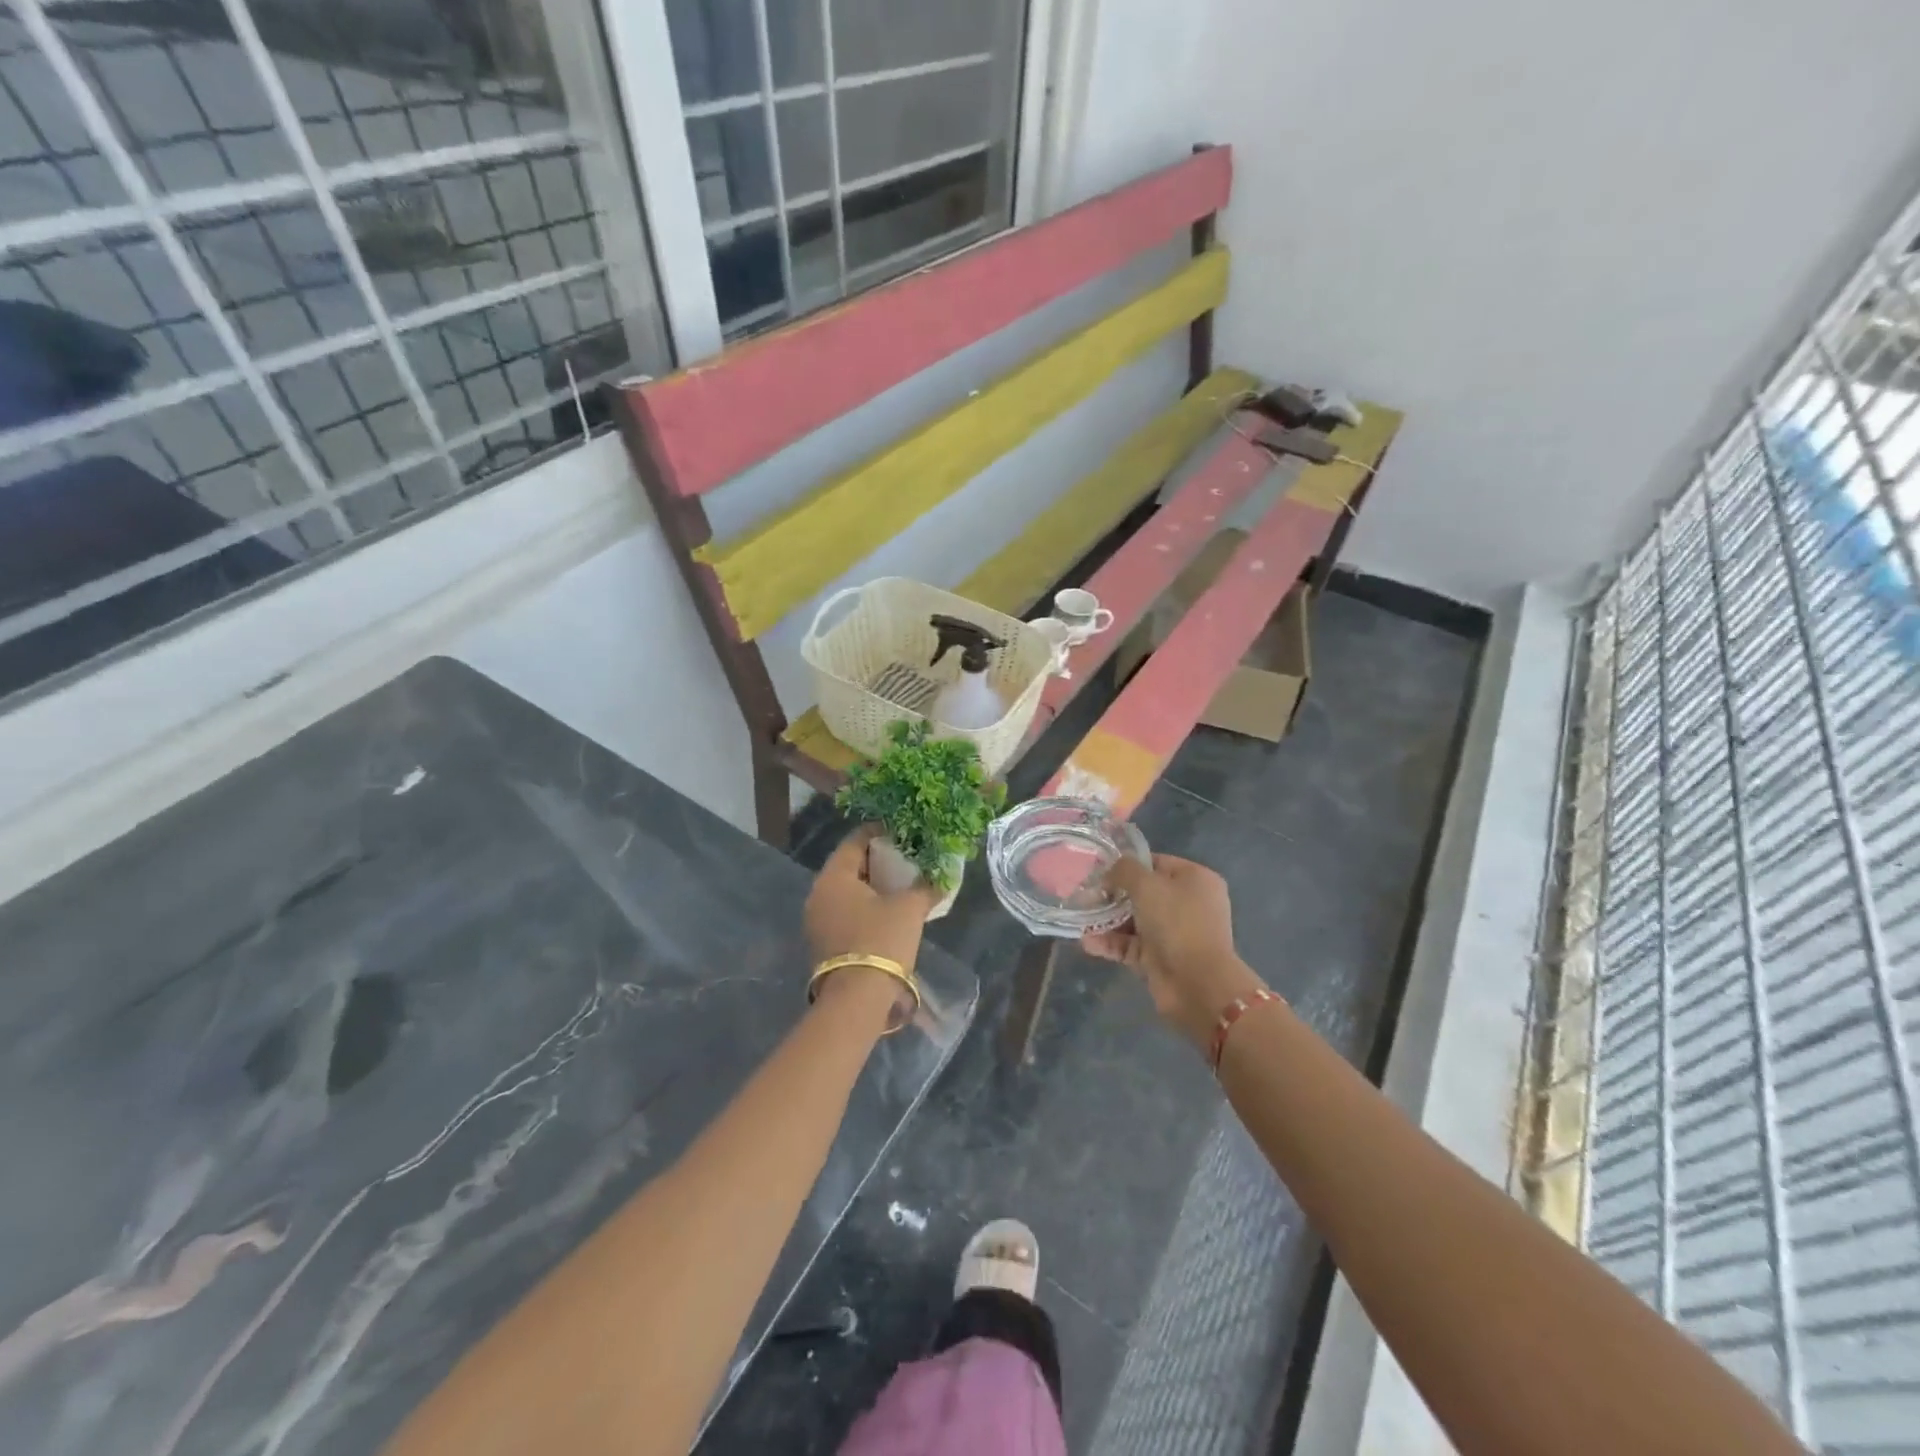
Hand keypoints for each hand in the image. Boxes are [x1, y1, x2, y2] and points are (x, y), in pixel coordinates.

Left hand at [804, 826, 937, 1010]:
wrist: (857, 999)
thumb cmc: (881, 940)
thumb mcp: (909, 908)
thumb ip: (925, 886)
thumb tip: (942, 877)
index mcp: (833, 877)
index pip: (855, 841)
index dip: (880, 832)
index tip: (903, 831)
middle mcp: (818, 893)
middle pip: (849, 865)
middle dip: (878, 860)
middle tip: (906, 856)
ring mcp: (817, 920)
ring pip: (847, 890)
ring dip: (872, 885)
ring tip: (902, 883)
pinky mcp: (823, 942)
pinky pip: (846, 911)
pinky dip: (865, 905)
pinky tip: (888, 910)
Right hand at [1083, 854, 1264, 1049]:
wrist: (1197, 984)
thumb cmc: (1176, 923)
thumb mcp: (1147, 885)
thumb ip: (1125, 870)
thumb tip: (1112, 870)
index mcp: (1195, 880)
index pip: (1156, 863)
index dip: (1128, 864)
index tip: (1100, 869)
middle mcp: (1188, 904)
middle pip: (1143, 893)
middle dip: (1113, 894)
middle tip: (1085, 894)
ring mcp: (1174, 933)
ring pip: (1134, 920)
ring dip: (1107, 920)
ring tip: (1080, 918)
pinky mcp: (1160, 958)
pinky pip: (1131, 945)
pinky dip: (1111, 943)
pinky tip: (1087, 942)